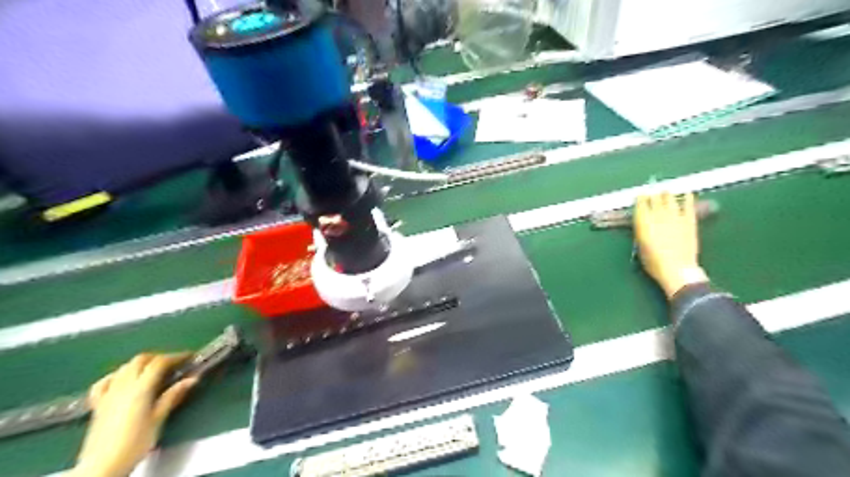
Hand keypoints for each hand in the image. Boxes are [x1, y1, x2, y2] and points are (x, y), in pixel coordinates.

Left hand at [68, 353, 196, 474]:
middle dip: (159, 357)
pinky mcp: (97, 404)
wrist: (101, 466)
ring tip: (154, 370)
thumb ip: (172, 396)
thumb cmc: (135, 443)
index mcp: (140, 389)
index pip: (159, 363)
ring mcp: (107, 394)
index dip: (176, 356)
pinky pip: (105, 382)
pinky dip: (117, 375)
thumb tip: (192, 379)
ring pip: (124, 368)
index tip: (190, 357)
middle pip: (140, 360)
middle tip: (174, 363)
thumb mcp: (158, 420)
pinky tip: (122, 380)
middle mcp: (122, 386)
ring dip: (141, 364)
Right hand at [634, 191, 707, 298]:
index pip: (641, 204)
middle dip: (653, 194)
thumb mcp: (641, 246)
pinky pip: (688, 206)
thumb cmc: (653, 262)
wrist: (676, 269)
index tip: (640, 194)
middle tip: (652, 191)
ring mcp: (675, 217)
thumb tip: (643, 224)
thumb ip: (642, 232)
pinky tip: (687, 193)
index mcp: (643, 222)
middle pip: (655, 199)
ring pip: (670, 199)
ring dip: (667, 194)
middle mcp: (658, 216)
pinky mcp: (689, 221)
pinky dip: (688, 198)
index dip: (640, 198)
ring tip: (665, 190)